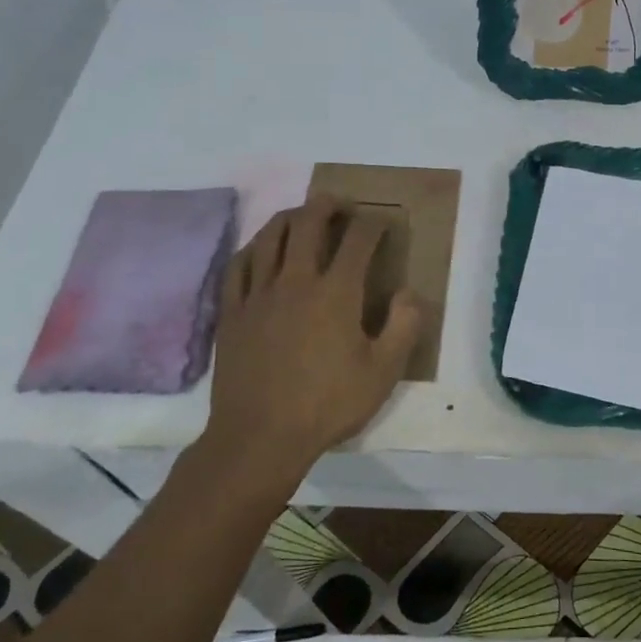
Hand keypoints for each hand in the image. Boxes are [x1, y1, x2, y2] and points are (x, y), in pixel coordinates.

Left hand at [206, 197, 422, 468]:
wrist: (260, 437)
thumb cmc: (328, 404)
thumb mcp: (383, 373)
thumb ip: (404, 327)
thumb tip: (408, 292)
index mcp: (336, 292)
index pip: (358, 240)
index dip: (374, 224)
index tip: (383, 223)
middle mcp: (296, 280)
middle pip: (309, 223)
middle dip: (328, 205)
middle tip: (341, 204)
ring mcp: (258, 294)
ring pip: (270, 236)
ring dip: (290, 217)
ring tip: (301, 216)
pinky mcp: (232, 312)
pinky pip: (238, 266)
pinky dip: (253, 249)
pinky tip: (260, 250)